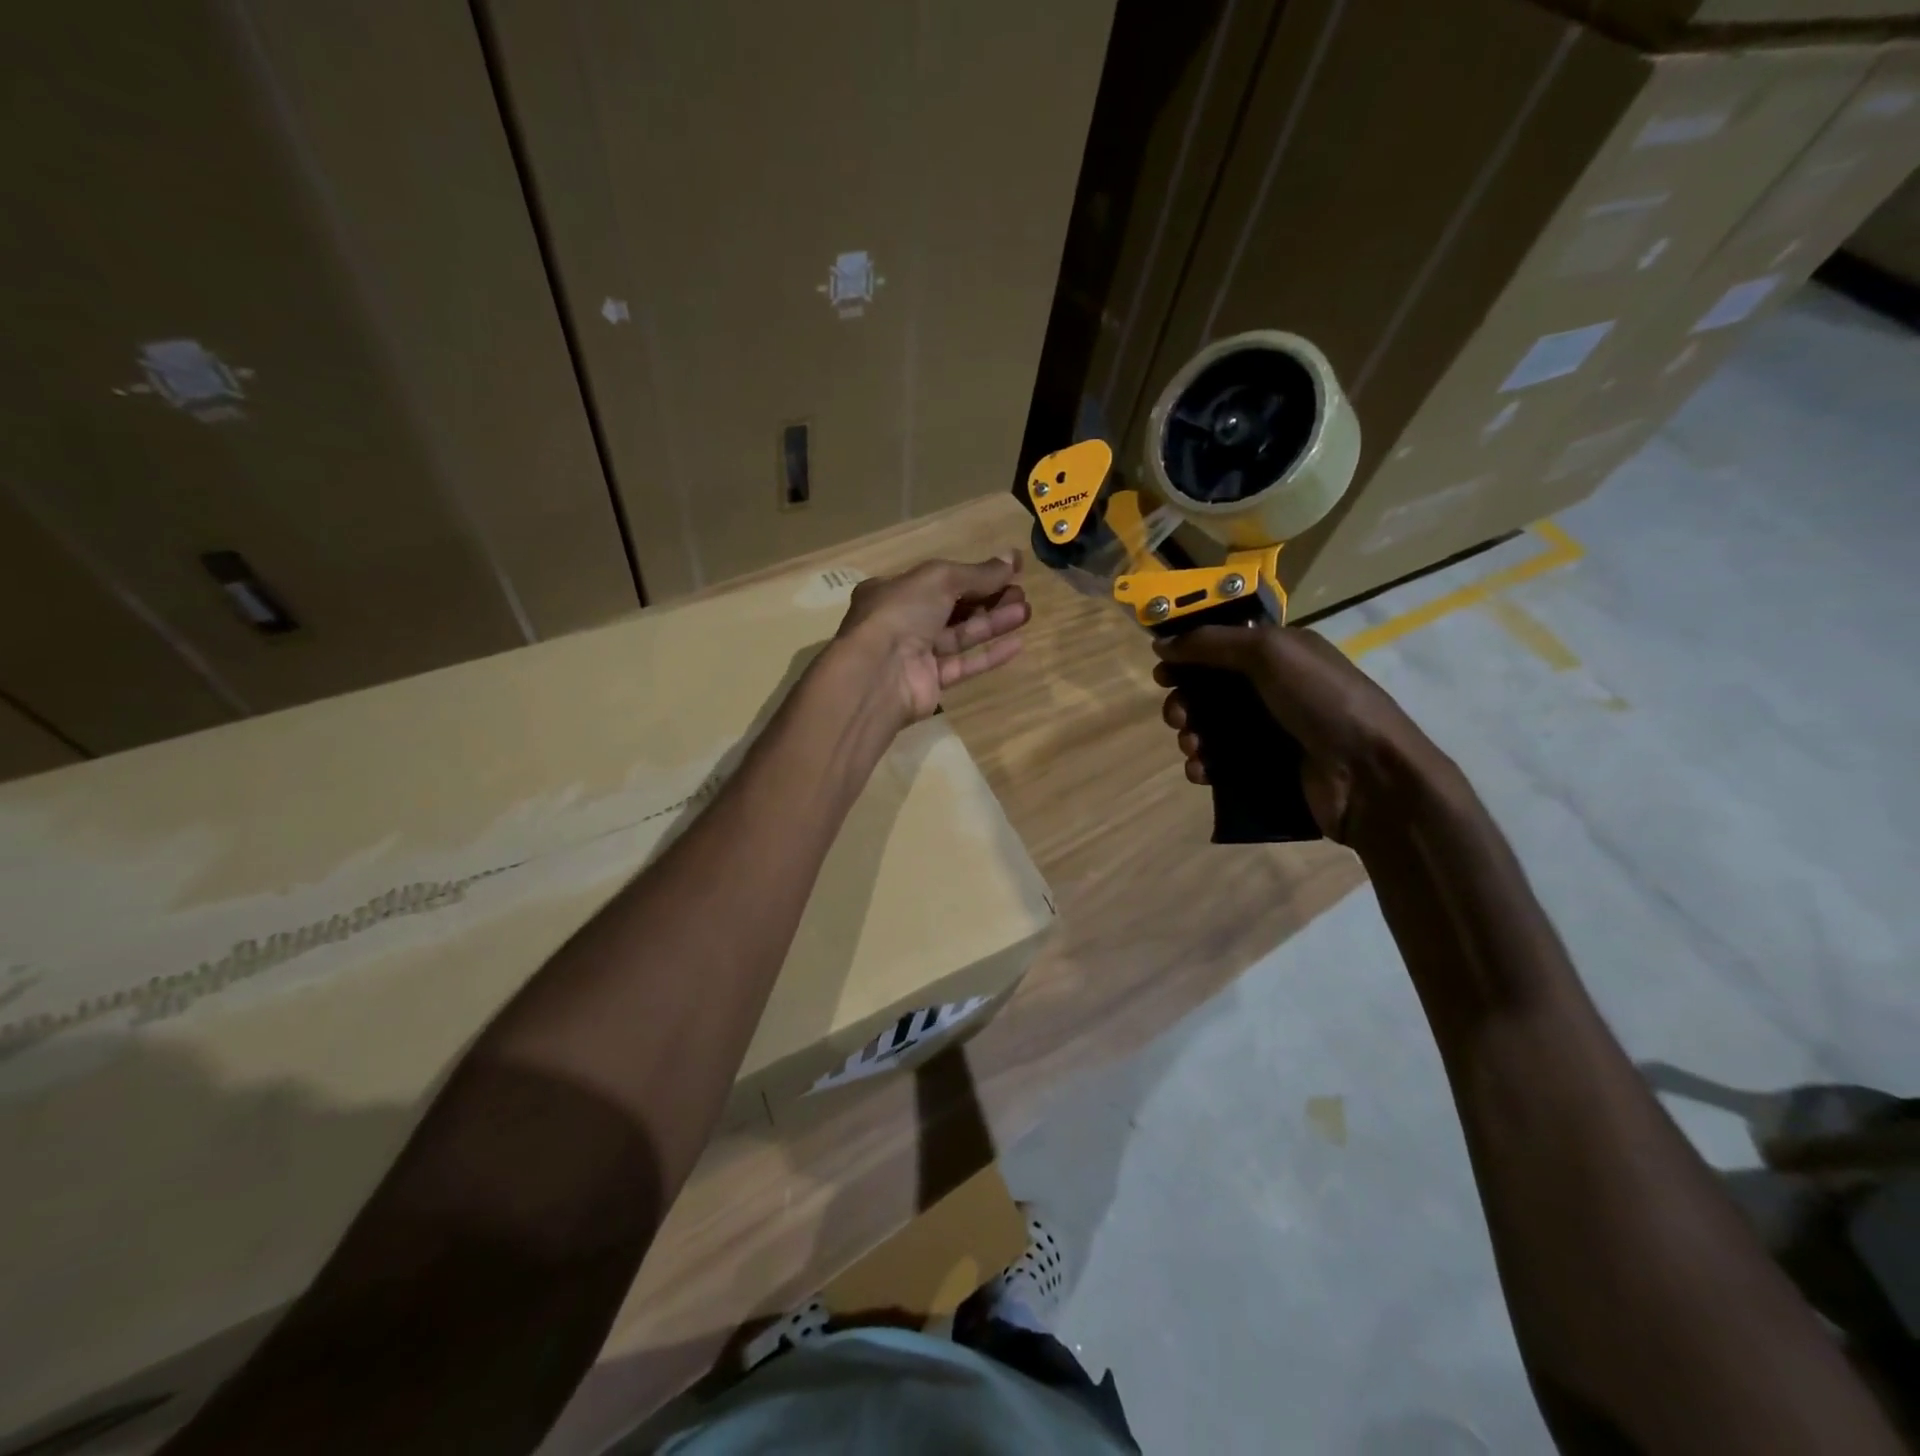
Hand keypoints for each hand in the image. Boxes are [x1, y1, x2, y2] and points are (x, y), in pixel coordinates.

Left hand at [834, 554, 1030, 726]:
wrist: (878, 673)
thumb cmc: (902, 613)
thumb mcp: (940, 579)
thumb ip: (978, 573)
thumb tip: (1012, 558)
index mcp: (894, 590)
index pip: (940, 579)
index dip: (975, 574)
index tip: (1010, 570)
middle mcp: (902, 621)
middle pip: (952, 607)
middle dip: (988, 598)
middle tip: (1021, 592)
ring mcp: (915, 654)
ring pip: (960, 635)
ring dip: (993, 622)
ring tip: (1026, 611)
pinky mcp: (930, 682)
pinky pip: (963, 664)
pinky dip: (988, 655)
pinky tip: (1017, 644)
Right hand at [1153, 624, 1449, 845]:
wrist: (1369, 774)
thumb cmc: (1322, 700)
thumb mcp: (1270, 652)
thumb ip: (1212, 643)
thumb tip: (1161, 643)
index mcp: (1280, 655)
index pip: (1222, 647)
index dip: (1188, 656)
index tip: (1163, 671)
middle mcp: (1274, 691)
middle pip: (1210, 691)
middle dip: (1184, 701)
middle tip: (1177, 715)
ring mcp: (1271, 733)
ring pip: (1211, 729)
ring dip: (1190, 735)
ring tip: (1192, 747)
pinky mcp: (1266, 771)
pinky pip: (1221, 765)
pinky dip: (1203, 766)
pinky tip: (1201, 772)